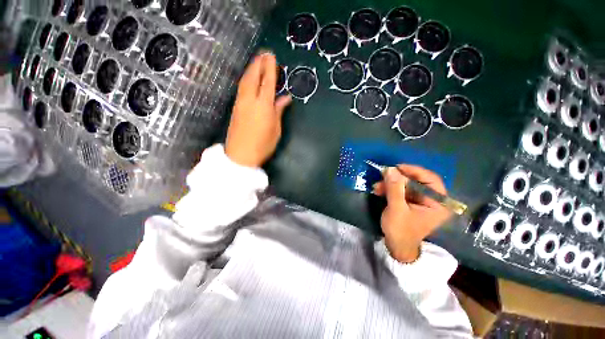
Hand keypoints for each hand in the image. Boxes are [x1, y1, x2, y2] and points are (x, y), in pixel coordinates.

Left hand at [225, 52, 291, 167]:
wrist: (241, 156)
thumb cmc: (263, 145)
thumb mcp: (275, 129)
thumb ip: (279, 111)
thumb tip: (285, 98)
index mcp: (263, 105)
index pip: (267, 82)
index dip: (270, 68)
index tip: (271, 56)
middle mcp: (250, 100)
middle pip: (253, 77)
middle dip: (258, 64)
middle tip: (263, 53)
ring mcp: (240, 103)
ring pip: (245, 81)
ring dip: (250, 69)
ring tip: (256, 62)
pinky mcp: (235, 108)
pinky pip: (241, 88)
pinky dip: (246, 79)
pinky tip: (248, 79)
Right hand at [373, 165, 451, 262]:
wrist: (397, 246)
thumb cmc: (401, 230)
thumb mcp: (396, 208)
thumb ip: (395, 188)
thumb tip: (390, 169)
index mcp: (438, 204)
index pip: (431, 179)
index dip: (414, 171)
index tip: (397, 167)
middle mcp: (432, 200)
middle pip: (416, 181)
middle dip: (397, 179)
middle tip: (382, 176)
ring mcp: (421, 201)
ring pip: (406, 185)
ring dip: (390, 184)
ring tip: (376, 187)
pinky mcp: (411, 202)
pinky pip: (401, 190)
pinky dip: (390, 189)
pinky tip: (379, 190)